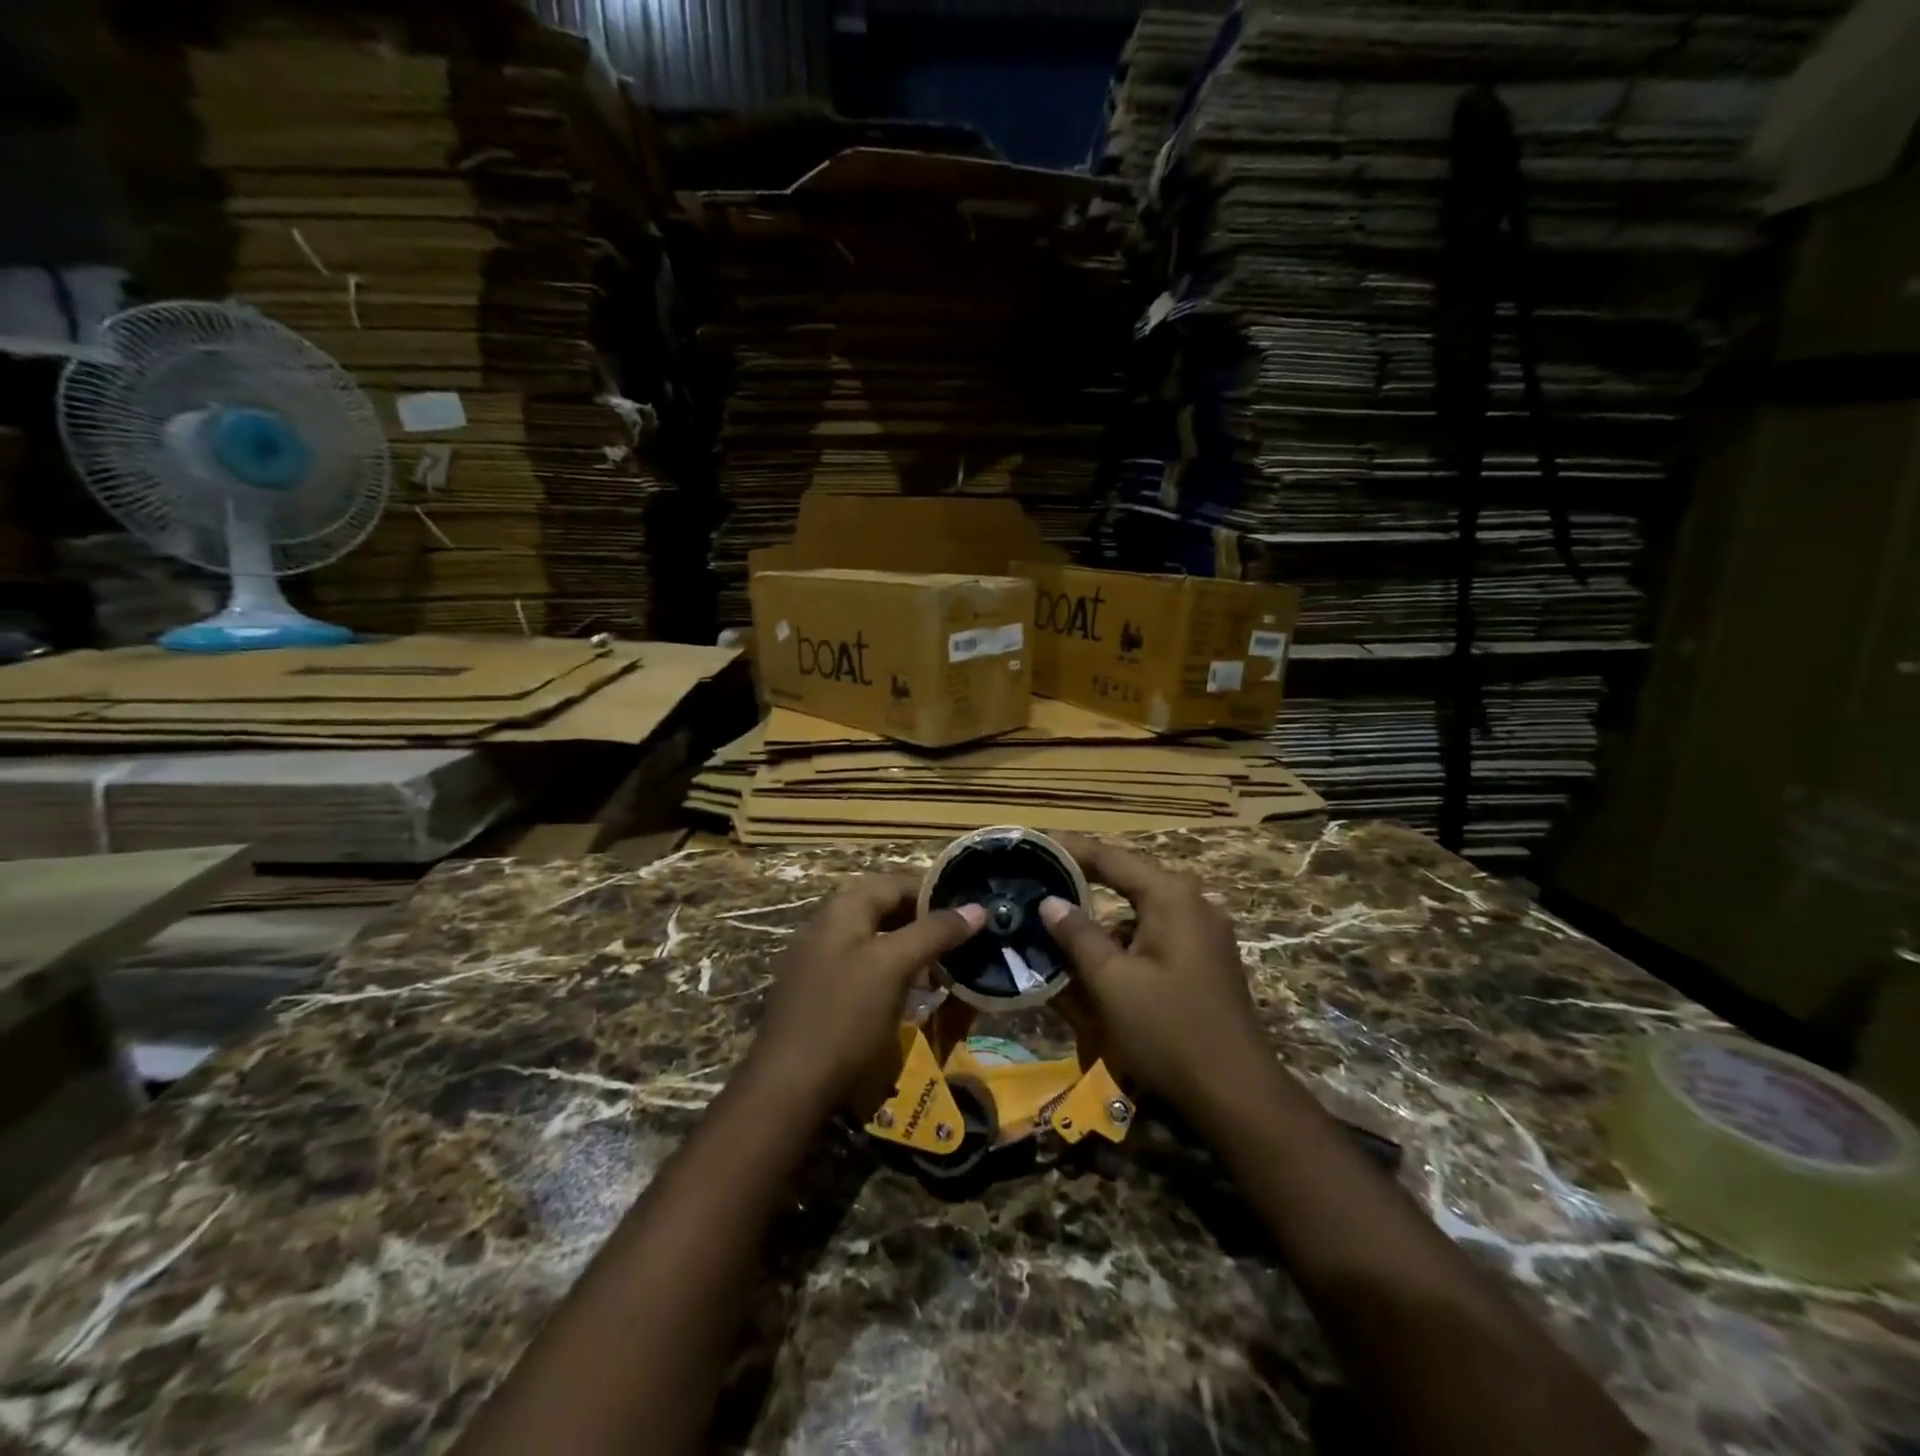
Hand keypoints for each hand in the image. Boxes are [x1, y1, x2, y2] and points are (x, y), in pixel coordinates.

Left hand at [751, 876, 983, 1107]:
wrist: (788, 1087)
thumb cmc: (845, 1016)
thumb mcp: (894, 966)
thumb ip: (935, 932)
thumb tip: (977, 908)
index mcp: (842, 909)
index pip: (895, 883)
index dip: (934, 893)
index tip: (969, 911)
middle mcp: (826, 926)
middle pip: (883, 910)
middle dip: (923, 922)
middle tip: (961, 942)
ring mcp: (817, 961)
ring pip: (874, 942)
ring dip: (909, 950)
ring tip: (942, 969)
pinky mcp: (817, 994)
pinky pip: (861, 969)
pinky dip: (889, 973)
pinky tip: (909, 996)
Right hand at [1041, 835, 1270, 1118]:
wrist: (1236, 1095)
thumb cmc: (1168, 1031)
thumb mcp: (1111, 982)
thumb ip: (1078, 935)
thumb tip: (1051, 902)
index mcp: (1172, 898)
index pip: (1113, 858)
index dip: (1073, 850)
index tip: (1037, 843)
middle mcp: (1193, 905)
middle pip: (1129, 882)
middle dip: (1085, 883)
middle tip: (1043, 881)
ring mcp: (1204, 935)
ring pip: (1140, 914)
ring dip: (1103, 920)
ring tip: (1061, 927)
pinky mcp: (1205, 963)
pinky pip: (1155, 938)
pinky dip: (1124, 944)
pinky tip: (1098, 964)